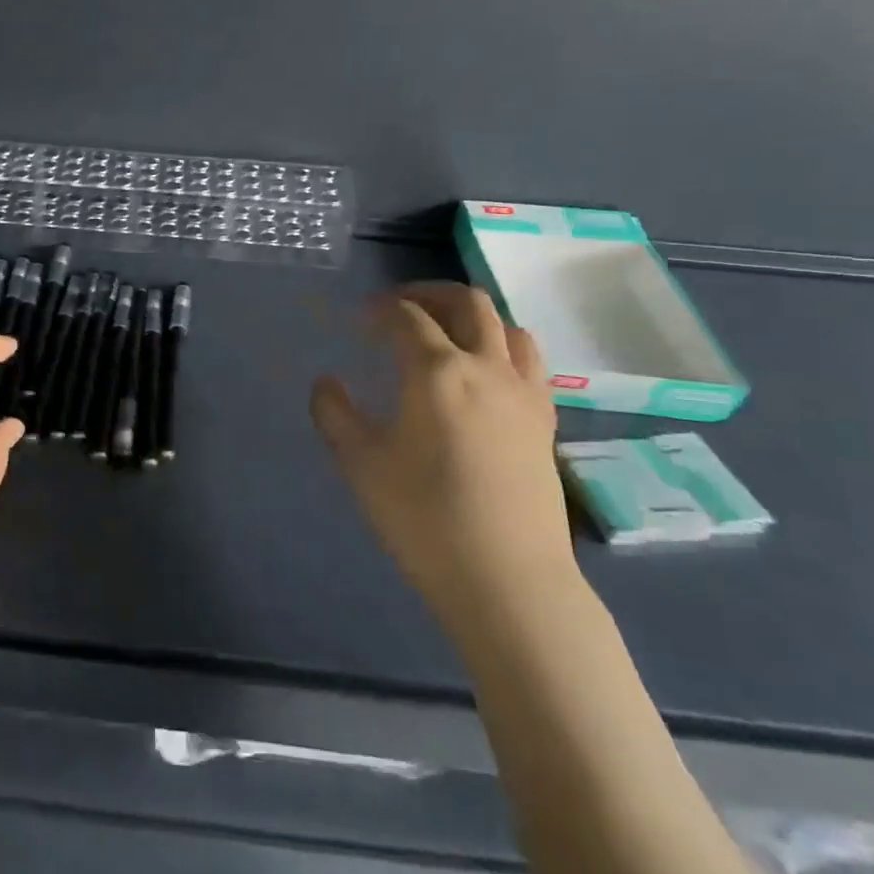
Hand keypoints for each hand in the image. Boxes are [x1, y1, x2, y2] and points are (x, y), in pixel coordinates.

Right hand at [310, 283, 574, 630]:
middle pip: (467, 303)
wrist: (506, 579)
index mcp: (437, 371)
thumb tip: (327, 383)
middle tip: (397, 307)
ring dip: (471, 317)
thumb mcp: (359, 463)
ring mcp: (524, 393)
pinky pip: (529, 362)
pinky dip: (502, 348)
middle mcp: (487, 367)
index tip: (357, 320)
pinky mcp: (545, 421)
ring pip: (507, 327)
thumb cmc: (422, 517)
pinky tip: (482, 375)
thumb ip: (334, 413)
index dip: (378, 309)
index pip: (406, 317)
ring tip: (444, 334)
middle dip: (428, 294)